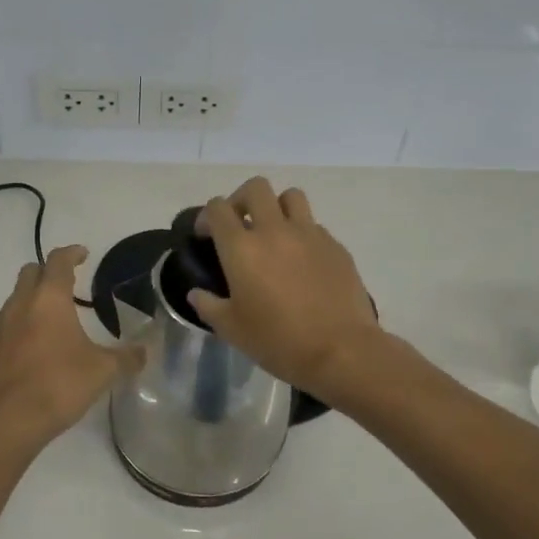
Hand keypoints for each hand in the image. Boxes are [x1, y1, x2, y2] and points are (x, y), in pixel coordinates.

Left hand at [0, 245, 140, 462]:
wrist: (5, 424)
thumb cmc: (58, 386)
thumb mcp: (102, 372)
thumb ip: (125, 358)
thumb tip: (144, 352)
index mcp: (48, 300)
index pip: (58, 262)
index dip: (72, 253)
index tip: (82, 254)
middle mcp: (18, 306)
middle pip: (29, 274)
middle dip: (47, 273)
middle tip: (66, 285)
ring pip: (13, 303)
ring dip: (30, 304)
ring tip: (51, 324)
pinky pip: (2, 334)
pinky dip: (16, 335)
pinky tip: (28, 356)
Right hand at [187, 177, 382, 396]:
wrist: (342, 351)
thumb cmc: (278, 341)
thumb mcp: (232, 330)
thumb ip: (209, 305)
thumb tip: (196, 293)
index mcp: (242, 247)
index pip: (218, 208)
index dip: (207, 216)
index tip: (206, 235)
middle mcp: (274, 230)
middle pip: (255, 188)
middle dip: (241, 200)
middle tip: (240, 224)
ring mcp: (309, 234)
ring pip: (290, 196)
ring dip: (277, 207)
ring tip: (274, 233)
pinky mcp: (335, 246)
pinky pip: (314, 225)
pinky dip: (302, 233)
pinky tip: (302, 261)